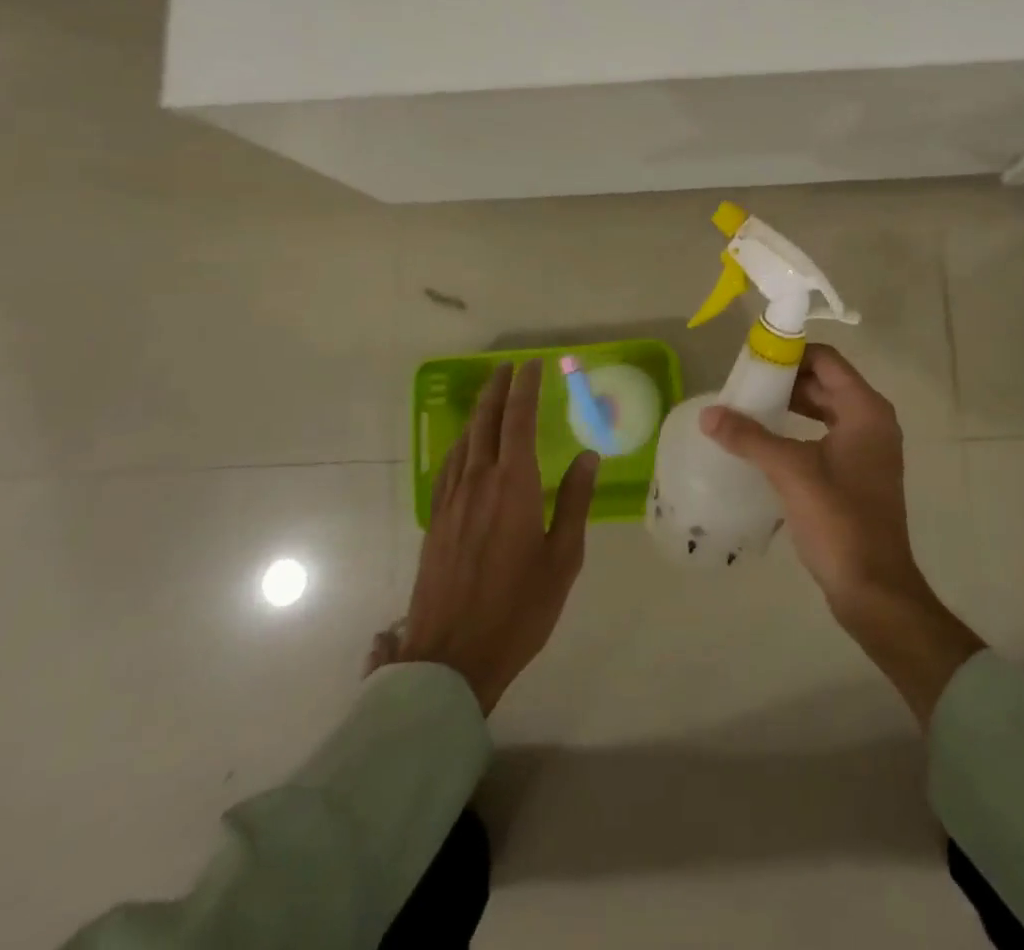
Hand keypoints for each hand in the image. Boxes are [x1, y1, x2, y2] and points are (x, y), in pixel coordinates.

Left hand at [398, 361, 597, 714]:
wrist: (452, 657)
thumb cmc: (519, 608)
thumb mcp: (563, 558)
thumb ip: (574, 501)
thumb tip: (586, 456)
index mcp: (514, 486)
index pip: (519, 420)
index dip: (525, 388)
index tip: (532, 365)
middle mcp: (479, 482)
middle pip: (486, 422)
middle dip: (497, 389)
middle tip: (508, 367)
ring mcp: (452, 501)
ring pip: (464, 441)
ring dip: (478, 413)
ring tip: (490, 396)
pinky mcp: (436, 521)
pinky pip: (448, 466)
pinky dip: (461, 444)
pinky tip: (465, 447)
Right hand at [701, 344, 983, 726]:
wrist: (874, 588)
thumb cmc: (839, 520)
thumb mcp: (791, 472)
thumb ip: (749, 438)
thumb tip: (708, 414)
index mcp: (865, 410)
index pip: (826, 360)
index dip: (790, 353)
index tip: (753, 359)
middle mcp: (872, 421)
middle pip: (825, 382)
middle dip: (785, 379)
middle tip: (743, 384)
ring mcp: (868, 449)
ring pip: (824, 409)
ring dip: (790, 404)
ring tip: (749, 408)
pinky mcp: (858, 473)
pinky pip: (826, 434)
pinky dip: (799, 429)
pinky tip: (768, 442)